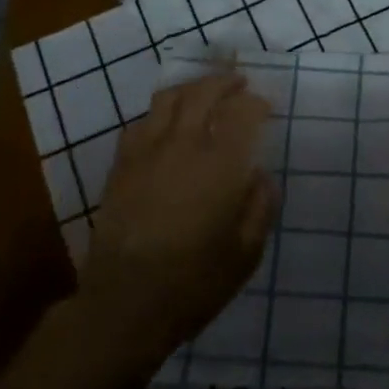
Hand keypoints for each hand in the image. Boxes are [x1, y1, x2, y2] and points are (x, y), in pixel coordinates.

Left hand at [77, 71, 277, 367]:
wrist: (124, 305)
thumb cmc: (194, 282)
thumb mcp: (246, 253)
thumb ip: (261, 207)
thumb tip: (261, 175)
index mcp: (220, 165)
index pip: (242, 112)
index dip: (256, 102)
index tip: (266, 106)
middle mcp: (184, 146)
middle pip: (204, 93)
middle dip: (225, 82)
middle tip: (239, 84)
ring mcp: (147, 152)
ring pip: (169, 99)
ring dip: (191, 88)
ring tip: (204, 92)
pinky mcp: (122, 166)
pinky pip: (141, 122)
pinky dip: (159, 113)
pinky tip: (165, 123)